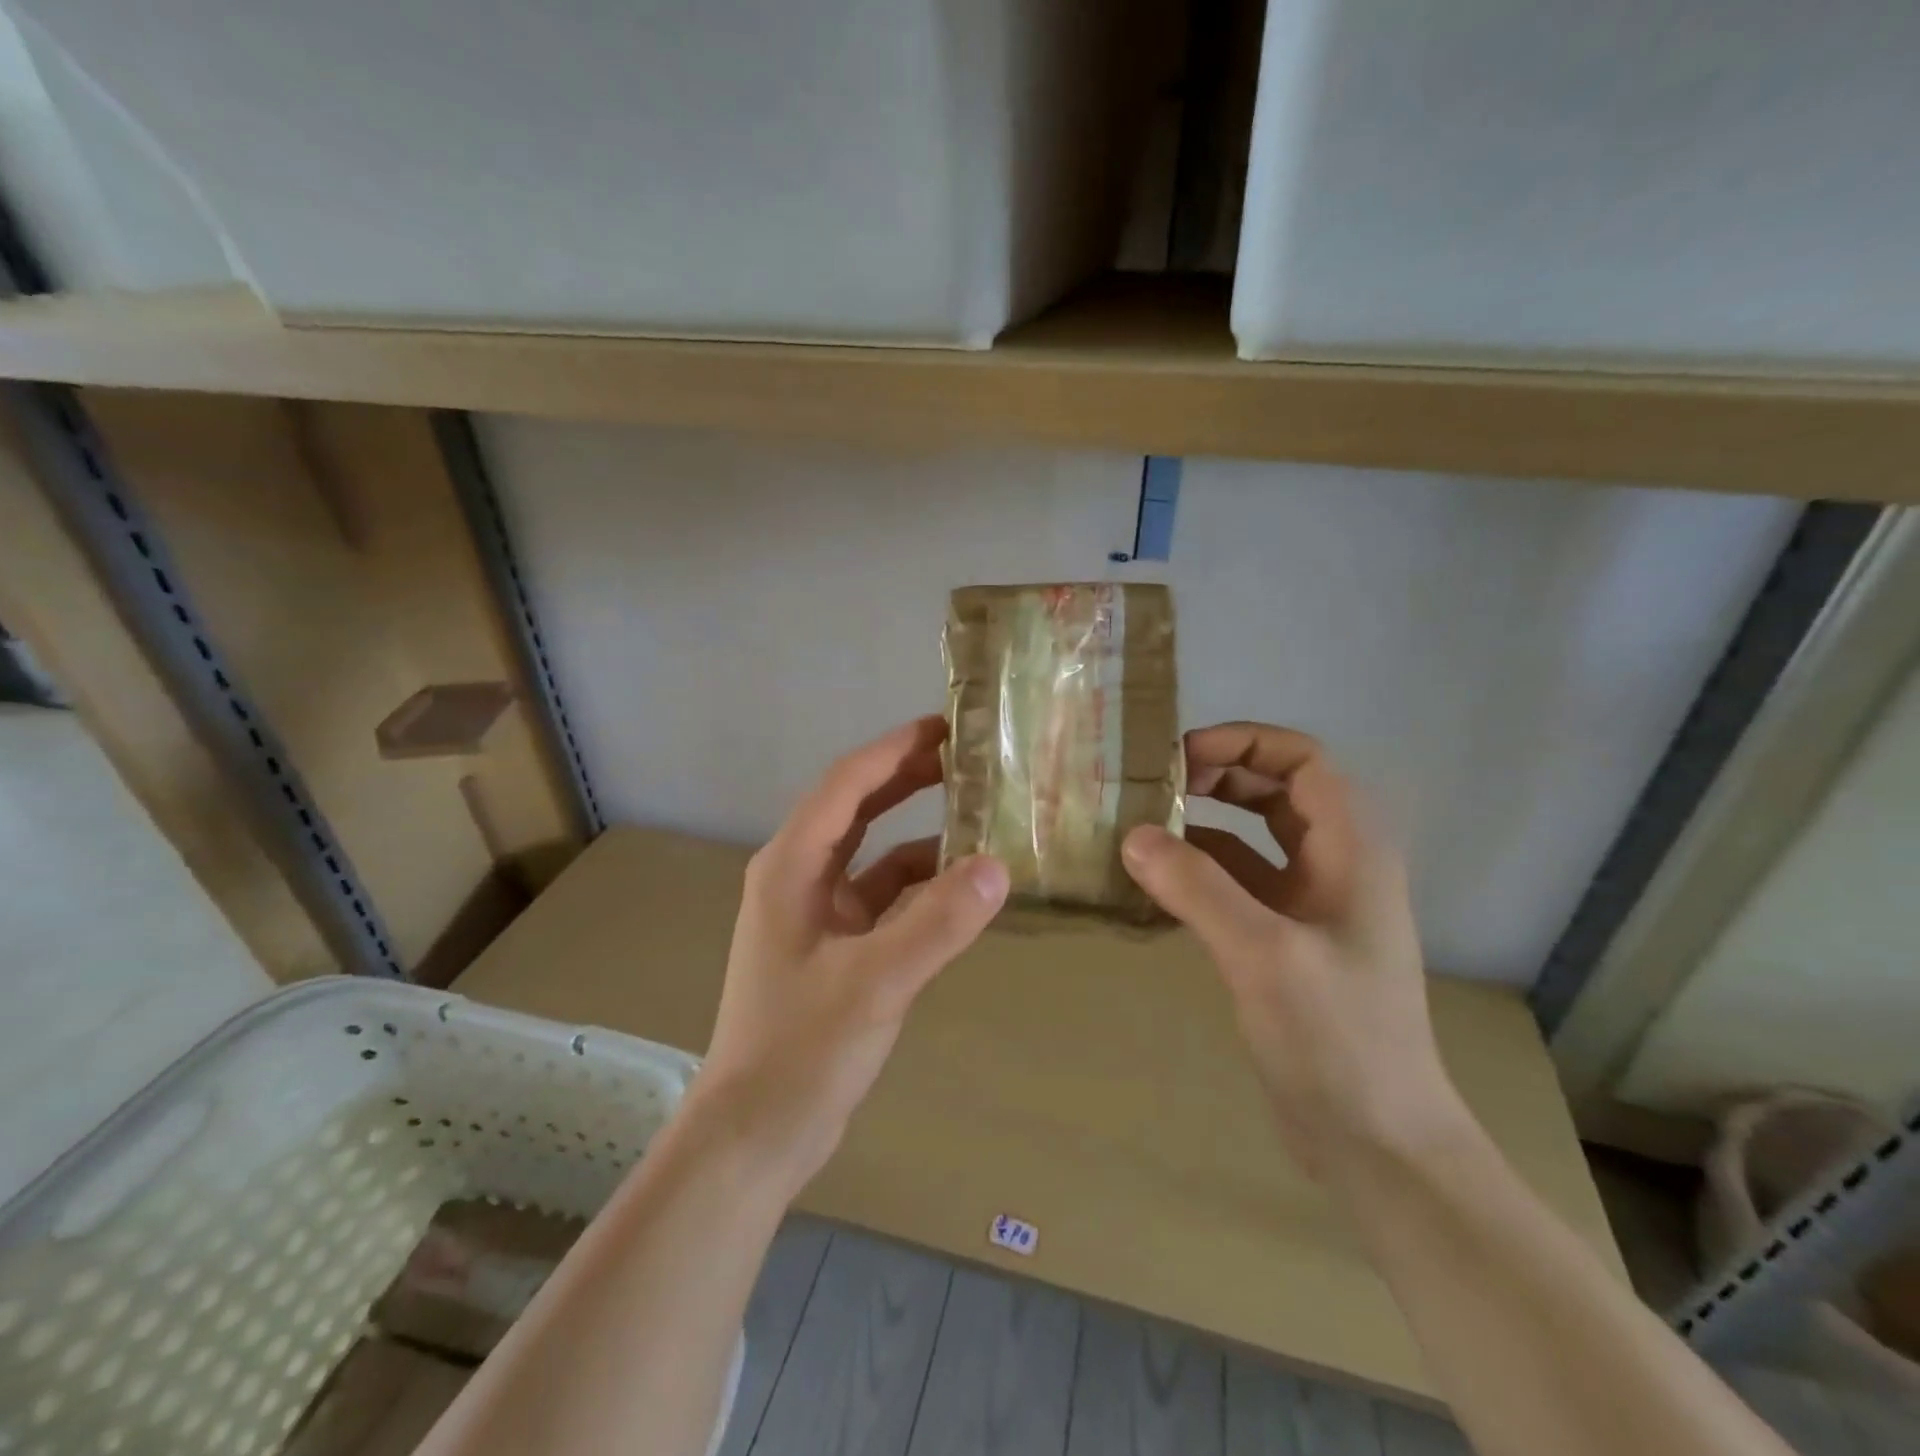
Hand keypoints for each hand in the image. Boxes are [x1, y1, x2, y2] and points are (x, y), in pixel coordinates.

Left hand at [691, 716, 1009, 1195]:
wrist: (755, 1135)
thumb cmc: (801, 1051)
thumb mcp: (875, 983)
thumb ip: (937, 924)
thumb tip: (999, 866)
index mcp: (791, 866)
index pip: (846, 784)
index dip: (894, 749)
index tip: (947, 726)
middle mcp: (799, 877)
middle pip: (856, 808)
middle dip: (906, 778)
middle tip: (967, 757)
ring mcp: (815, 913)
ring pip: (872, 853)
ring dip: (918, 833)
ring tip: (976, 815)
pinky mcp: (833, 947)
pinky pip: (881, 898)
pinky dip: (918, 885)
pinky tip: (959, 888)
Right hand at [1121, 722, 1466, 1178]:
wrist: (1377, 1144)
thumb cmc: (1338, 1040)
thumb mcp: (1264, 954)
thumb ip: (1197, 887)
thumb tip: (1132, 835)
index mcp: (1352, 850)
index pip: (1302, 761)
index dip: (1243, 743)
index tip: (1179, 759)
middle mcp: (1334, 866)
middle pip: (1274, 791)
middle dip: (1215, 778)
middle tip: (1151, 789)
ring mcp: (1309, 906)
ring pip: (1251, 838)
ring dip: (1200, 825)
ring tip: (1139, 829)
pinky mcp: (1284, 942)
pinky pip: (1236, 885)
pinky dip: (1197, 873)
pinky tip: (1152, 883)